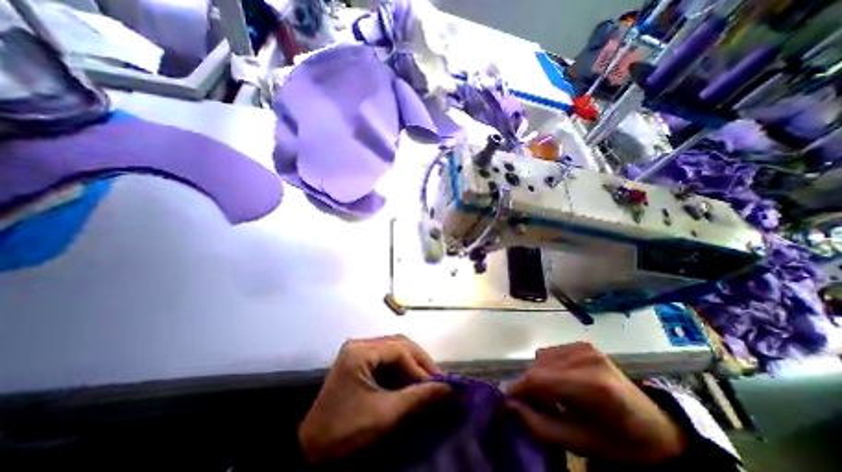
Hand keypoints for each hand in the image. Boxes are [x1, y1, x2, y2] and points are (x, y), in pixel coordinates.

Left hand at [299, 335, 449, 463]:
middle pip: (398, 344)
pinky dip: (402, 367)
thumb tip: (448, 388)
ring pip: (394, 348)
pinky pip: (386, 357)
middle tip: (437, 379)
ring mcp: (358, 350)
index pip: (399, 349)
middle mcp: (359, 344)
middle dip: (419, 361)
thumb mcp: (385, 414)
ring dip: (412, 363)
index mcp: (360, 351)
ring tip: (428, 379)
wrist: (311, 451)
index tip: (439, 383)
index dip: (421, 365)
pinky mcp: (359, 360)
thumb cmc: (346, 431)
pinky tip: (411, 379)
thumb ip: (418, 397)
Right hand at [503, 342, 685, 464]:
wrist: (655, 426)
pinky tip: (560, 382)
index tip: (505, 399)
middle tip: (533, 406)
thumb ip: (541, 426)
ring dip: (538, 376)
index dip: (519, 389)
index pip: (541, 380)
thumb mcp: (582, 445)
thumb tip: (510, 405)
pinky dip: (546, 368)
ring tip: (551, 396)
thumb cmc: (620, 442)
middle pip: (539, 367)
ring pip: (541, 358)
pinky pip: (550, 353)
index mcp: (595, 386)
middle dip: (529, 386)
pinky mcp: (583, 344)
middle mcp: (587, 358)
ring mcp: (585, 347)